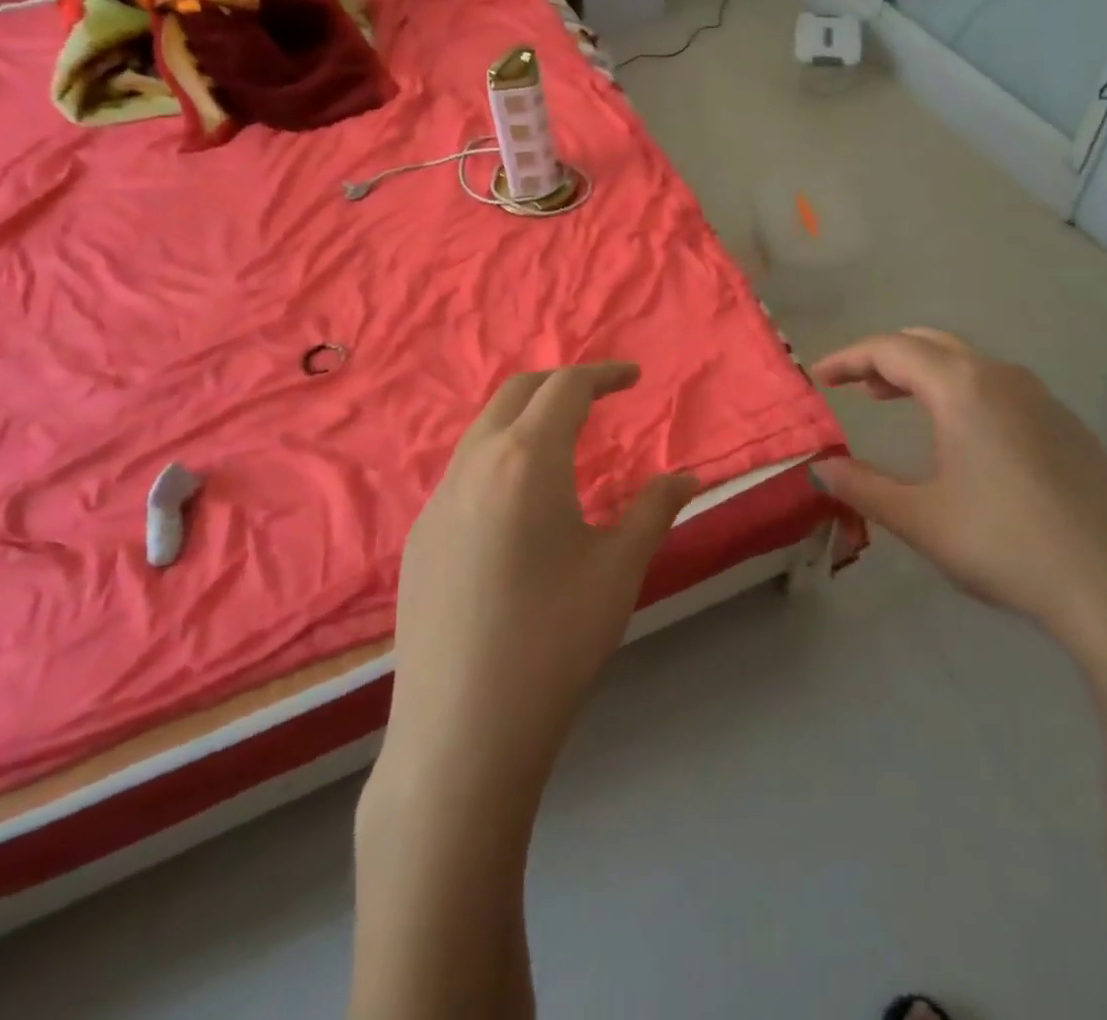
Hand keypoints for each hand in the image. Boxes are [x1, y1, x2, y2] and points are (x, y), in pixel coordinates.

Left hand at [382, 363, 698, 792]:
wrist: (463, 731)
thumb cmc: (556, 639)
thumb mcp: (620, 568)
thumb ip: (655, 509)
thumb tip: (687, 477)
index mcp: (526, 459)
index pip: (566, 387)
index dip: (603, 374)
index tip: (632, 378)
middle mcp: (473, 463)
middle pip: (516, 393)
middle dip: (560, 383)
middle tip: (598, 398)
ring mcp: (437, 500)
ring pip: (483, 431)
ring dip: (524, 420)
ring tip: (562, 444)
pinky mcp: (419, 537)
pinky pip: (462, 473)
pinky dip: (498, 459)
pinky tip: (517, 507)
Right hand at [812, 329, 1106, 660]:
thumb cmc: (1008, 545)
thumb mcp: (921, 519)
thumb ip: (862, 487)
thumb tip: (820, 469)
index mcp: (963, 387)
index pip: (891, 350)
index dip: (849, 358)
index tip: (819, 377)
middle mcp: (1003, 378)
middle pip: (931, 344)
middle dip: (885, 358)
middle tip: (854, 386)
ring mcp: (1043, 399)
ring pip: (969, 363)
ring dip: (924, 373)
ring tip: (895, 402)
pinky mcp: (1068, 426)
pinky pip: (999, 387)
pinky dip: (960, 391)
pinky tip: (958, 434)